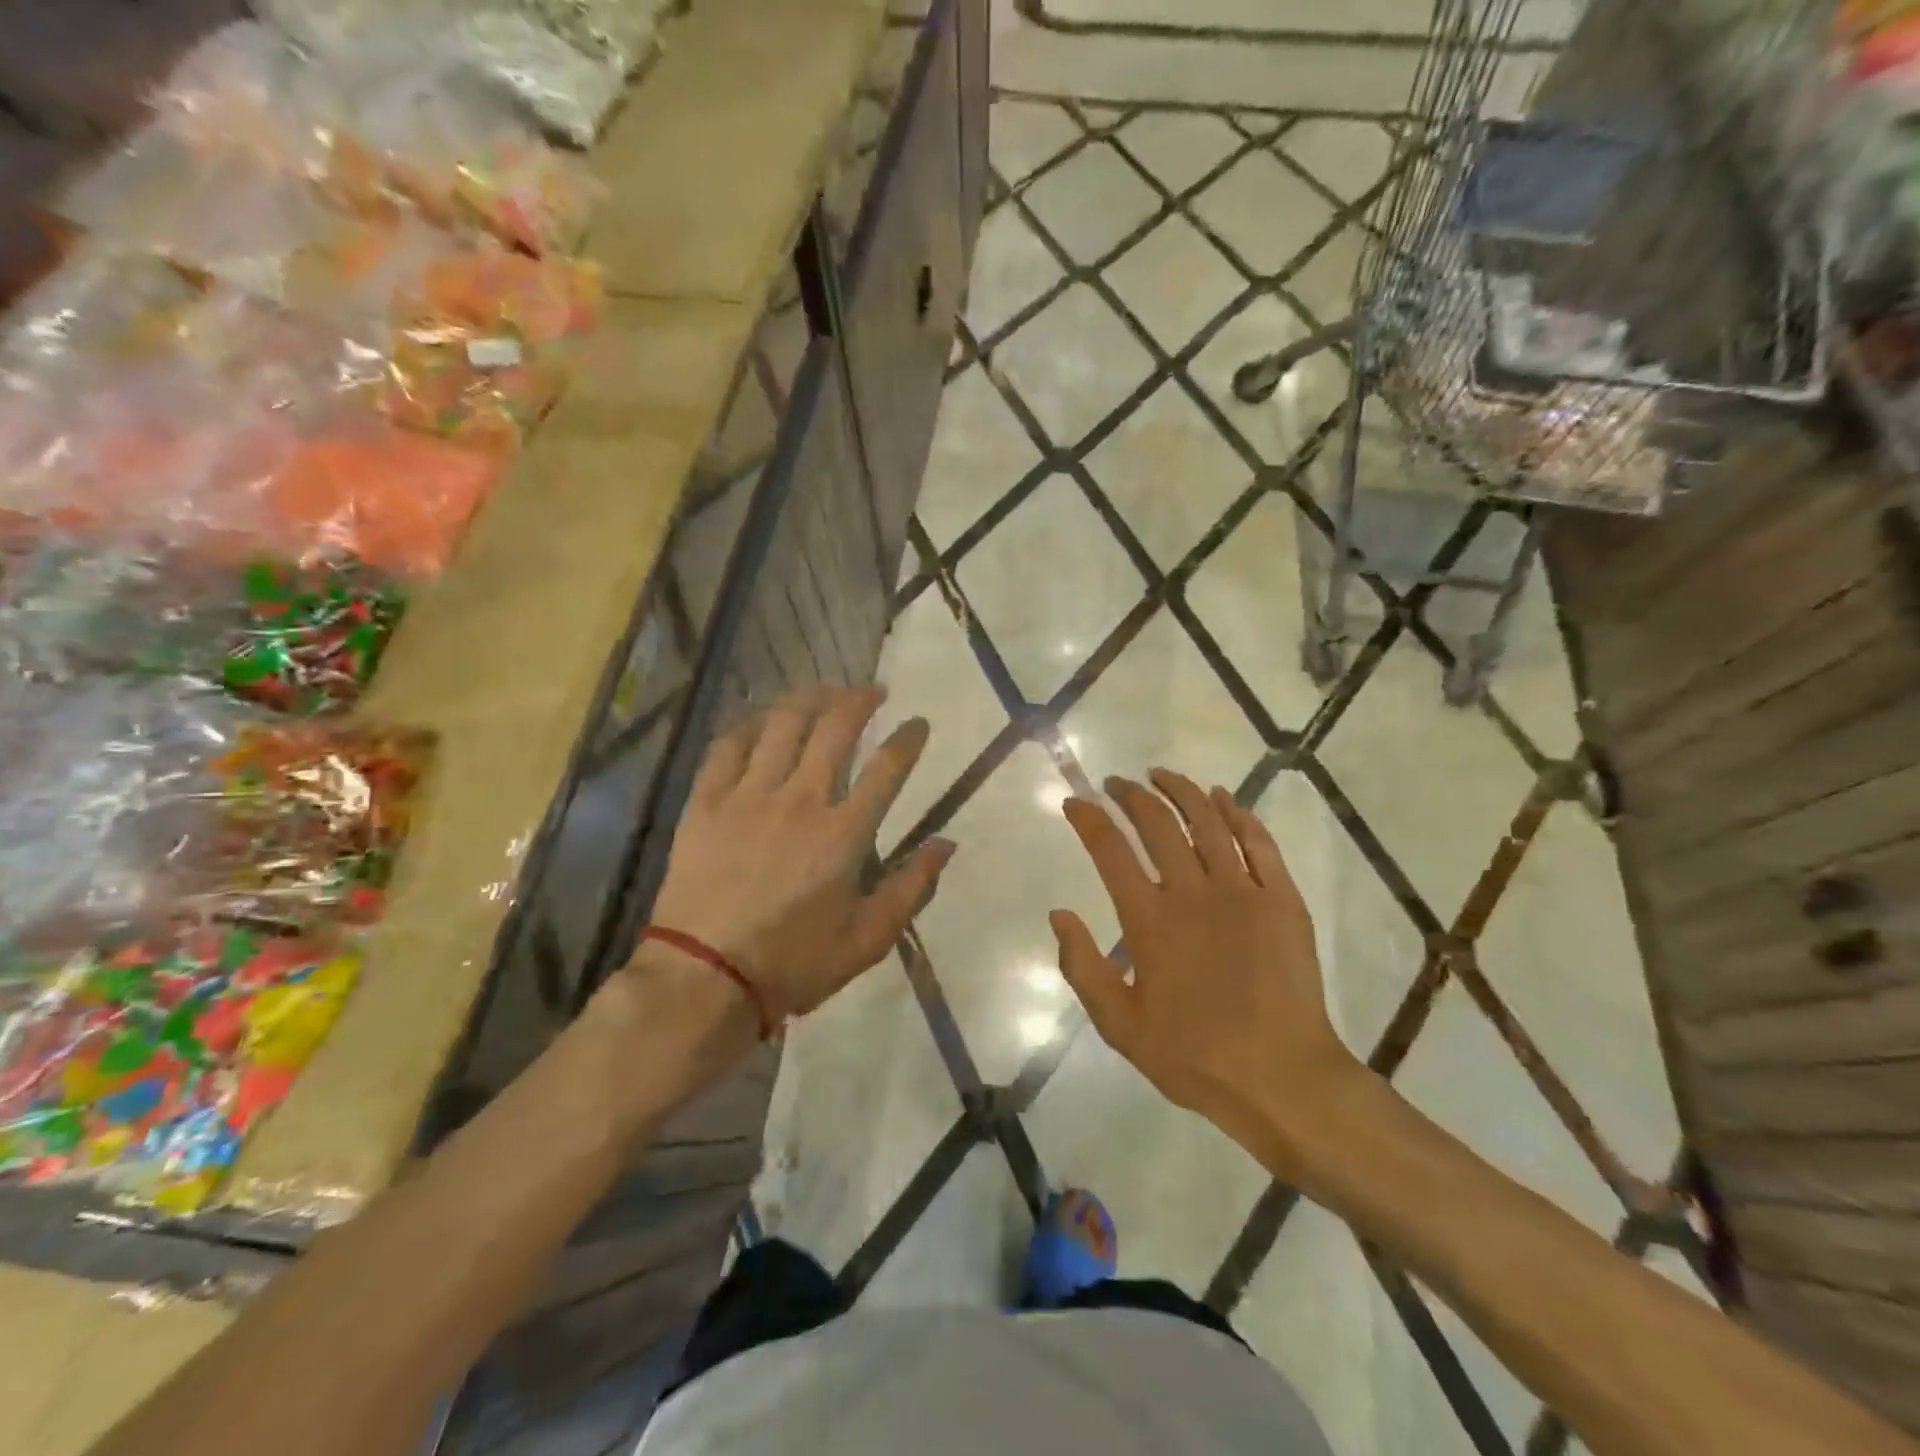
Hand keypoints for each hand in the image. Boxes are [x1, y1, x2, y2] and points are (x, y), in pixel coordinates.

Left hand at [644, 687, 954, 1023]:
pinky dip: (750, 725)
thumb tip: (947, 844)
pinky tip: (763, 720)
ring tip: (824, 691)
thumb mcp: (867, 940)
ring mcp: (748, 797)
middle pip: (835, 728)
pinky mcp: (707, 803)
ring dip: (809, 699)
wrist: (704, 979)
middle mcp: (800, 800)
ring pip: (782, 725)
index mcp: (843, 834)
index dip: (908, 738)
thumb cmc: (793, 963)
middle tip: (873, 691)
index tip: (918, 723)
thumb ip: (912, 888)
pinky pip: (728, 746)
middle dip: (860, 700)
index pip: (886, 768)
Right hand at [1052, 770, 1371, 1170]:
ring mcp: (1242, 890)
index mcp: (1149, 920)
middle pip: (1156, 824)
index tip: (1074, 801)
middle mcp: (1192, 892)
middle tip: (1116, 784)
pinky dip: (1237, 812)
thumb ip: (1083, 968)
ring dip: (1180, 790)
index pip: (1110, 850)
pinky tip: (1222, 797)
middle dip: (1130, 795)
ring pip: (1207, 821)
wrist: (1282, 1078)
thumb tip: (1059, 915)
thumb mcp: (1119, 1026)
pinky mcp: (1282, 898)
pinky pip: (1258, 841)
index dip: (1088, 819)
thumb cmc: (1194, 1056)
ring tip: (1160, 775)